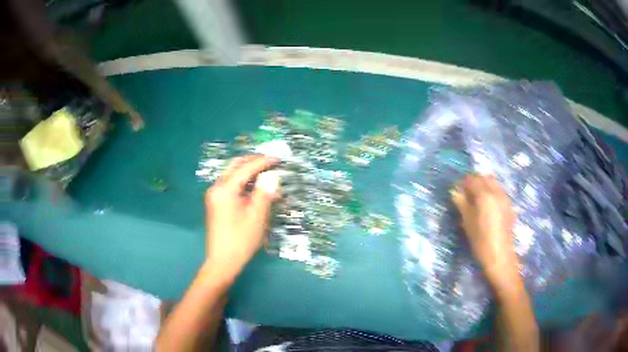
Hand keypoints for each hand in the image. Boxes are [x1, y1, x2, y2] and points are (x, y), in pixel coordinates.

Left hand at [202, 155, 279, 283]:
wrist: (223, 261)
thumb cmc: (241, 240)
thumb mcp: (257, 216)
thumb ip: (264, 192)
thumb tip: (272, 176)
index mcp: (225, 189)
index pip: (246, 168)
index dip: (263, 161)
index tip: (279, 158)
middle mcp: (217, 188)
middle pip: (236, 166)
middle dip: (254, 162)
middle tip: (272, 163)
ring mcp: (215, 196)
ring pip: (234, 175)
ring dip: (251, 174)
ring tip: (269, 177)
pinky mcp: (217, 203)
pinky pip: (232, 186)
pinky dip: (245, 184)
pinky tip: (258, 191)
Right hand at [451, 174, 517, 278]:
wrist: (500, 256)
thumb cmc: (481, 241)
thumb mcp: (468, 223)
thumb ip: (462, 204)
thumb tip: (454, 192)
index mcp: (485, 196)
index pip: (472, 180)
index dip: (463, 183)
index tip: (457, 191)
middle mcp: (497, 192)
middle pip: (485, 177)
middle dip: (475, 181)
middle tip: (466, 193)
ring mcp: (505, 198)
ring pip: (494, 183)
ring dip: (484, 185)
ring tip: (477, 199)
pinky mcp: (509, 206)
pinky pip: (499, 191)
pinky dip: (492, 192)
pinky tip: (487, 206)